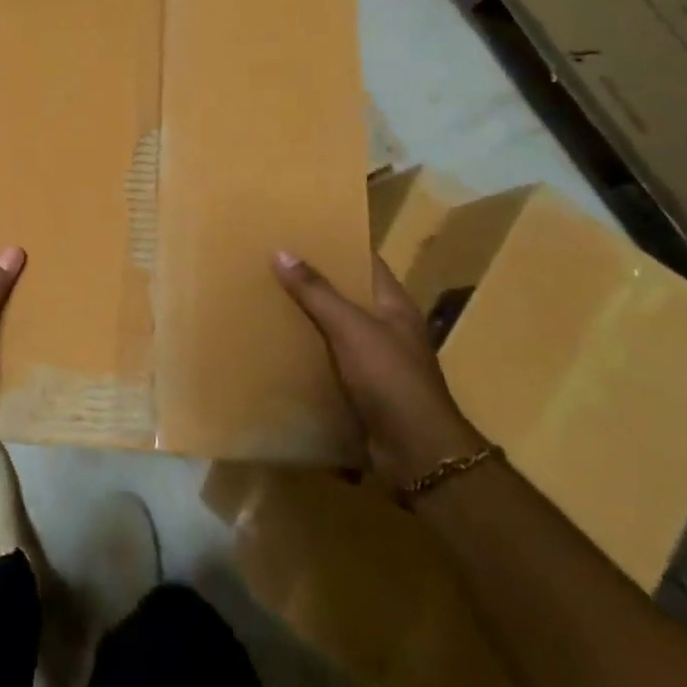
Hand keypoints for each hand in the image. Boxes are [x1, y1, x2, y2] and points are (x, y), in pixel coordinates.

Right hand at [273, 251, 485, 486]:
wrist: (417, 454)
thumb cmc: (390, 379)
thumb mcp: (351, 328)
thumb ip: (317, 292)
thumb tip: (282, 251)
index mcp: (396, 306)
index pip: (367, 262)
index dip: (340, 245)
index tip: (304, 232)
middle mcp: (390, 330)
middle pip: (349, 295)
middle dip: (316, 282)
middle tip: (275, 264)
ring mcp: (379, 362)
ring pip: (338, 330)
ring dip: (310, 320)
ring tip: (270, 301)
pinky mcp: (365, 391)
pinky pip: (332, 362)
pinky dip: (310, 354)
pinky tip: (281, 348)